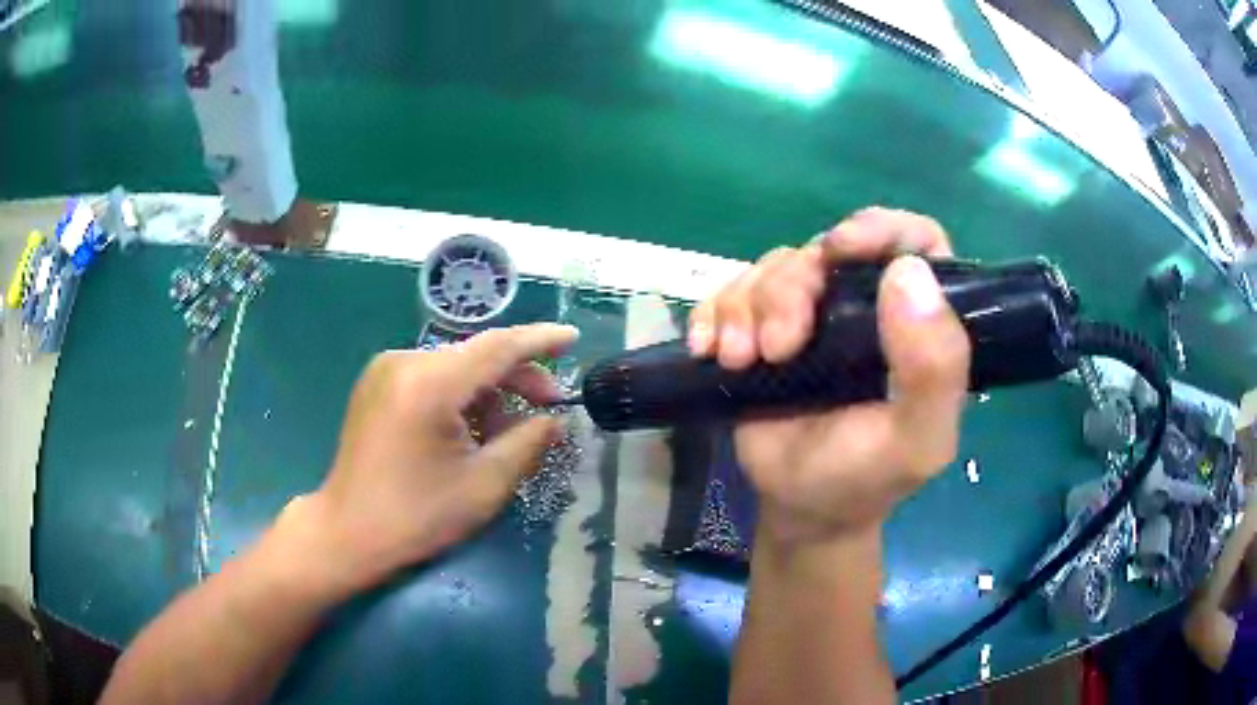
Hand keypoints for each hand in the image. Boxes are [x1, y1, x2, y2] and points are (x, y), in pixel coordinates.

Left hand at [285, 324, 577, 592]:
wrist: (348, 532)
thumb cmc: (417, 516)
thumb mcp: (484, 485)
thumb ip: (527, 443)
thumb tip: (555, 420)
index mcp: (429, 384)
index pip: (497, 347)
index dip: (540, 340)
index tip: (573, 337)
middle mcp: (405, 362)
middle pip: (476, 356)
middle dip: (518, 377)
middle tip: (551, 406)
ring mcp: (386, 370)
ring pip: (455, 367)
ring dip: (490, 391)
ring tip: (512, 429)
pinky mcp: (378, 384)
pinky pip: (433, 377)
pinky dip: (461, 397)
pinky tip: (474, 428)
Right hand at [688, 207, 970, 542]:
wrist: (798, 507)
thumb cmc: (864, 477)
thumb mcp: (917, 440)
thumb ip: (935, 369)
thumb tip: (909, 273)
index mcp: (914, 322)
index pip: (916, 242)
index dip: (883, 229)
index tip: (842, 249)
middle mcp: (864, 304)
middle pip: (827, 249)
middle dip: (792, 289)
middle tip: (778, 347)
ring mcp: (809, 312)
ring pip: (774, 267)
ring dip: (747, 308)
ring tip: (741, 361)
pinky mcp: (759, 326)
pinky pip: (729, 290)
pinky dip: (713, 313)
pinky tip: (710, 351)